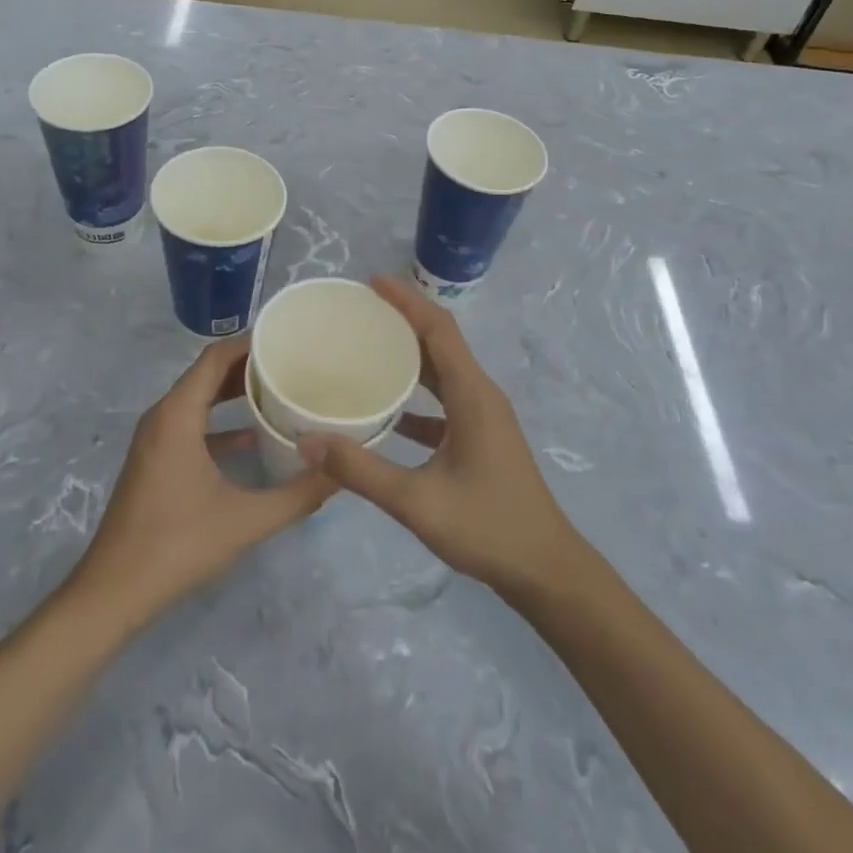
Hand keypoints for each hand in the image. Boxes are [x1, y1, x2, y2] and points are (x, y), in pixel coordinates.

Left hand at [70, 336, 335, 627]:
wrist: (113, 592)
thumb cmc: (177, 545)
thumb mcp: (246, 520)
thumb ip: (298, 495)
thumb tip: (340, 473)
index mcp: (178, 415)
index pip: (216, 357)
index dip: (250, 342)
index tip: (287, 338)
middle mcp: (163, 416)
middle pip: (207, 373)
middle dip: (248, 364)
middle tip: (292, 361)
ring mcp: (155, 438)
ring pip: (198, 398)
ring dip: (233, 390)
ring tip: (278, 388)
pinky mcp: (155, 459)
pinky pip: (190, 423)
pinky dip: (219, 420)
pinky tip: (252, 436)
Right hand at [298, 276, 583, 600]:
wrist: (545, 570)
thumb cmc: (487, 527)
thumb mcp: (417, 501)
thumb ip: (360, 471)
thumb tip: (307, 441)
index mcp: (472, 394)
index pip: (438, 328)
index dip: (407, 300)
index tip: (371, 282)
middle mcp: (480, 394)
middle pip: (439, 342)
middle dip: (402, 320)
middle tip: (357, 312)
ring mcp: (483, 416)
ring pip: (442, 371)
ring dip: (408, 356)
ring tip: (366, 348)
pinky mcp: (480, 437)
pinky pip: (444, 401)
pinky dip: (416, 395)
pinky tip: (386, 410)